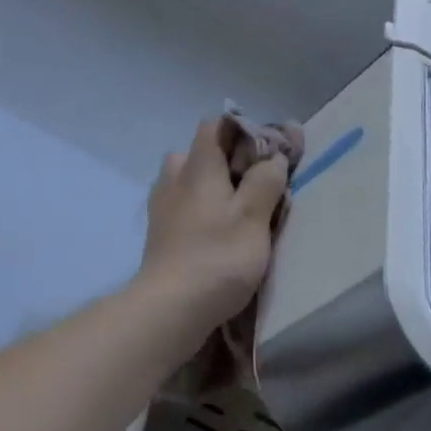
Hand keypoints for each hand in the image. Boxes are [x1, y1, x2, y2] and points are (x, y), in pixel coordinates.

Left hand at [137, 117, 290, 329]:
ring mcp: (161, 203)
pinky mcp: (158, 229)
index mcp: (196, 165)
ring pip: (188, 179)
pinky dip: (200, 208)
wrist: (170, 305)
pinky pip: (182, 204)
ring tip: (239, 210)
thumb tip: (272, 156)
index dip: (243, 130)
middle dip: (227, 161)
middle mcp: (173, 176)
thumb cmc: (218, 256)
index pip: (214, 125)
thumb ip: (265, 181)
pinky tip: (216, 231)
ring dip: (212, 186)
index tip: (269, 151)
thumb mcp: (253, 216)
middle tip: (256, 184)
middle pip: (200, 152)